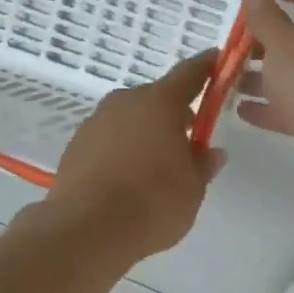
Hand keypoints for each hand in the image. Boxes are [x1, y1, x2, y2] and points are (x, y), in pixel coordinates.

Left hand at [42, 51, 225, 259]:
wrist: (87, 230)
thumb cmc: (153, 203)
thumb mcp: (193, 189)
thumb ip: (203, 165)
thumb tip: (211, 152)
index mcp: (160, 103)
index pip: (190, 73)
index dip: (207, 67)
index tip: (217, 62)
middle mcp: (125, 102)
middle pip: (156, 99)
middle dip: (174, 114)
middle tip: (190, 140)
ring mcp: (95, 123)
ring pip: (130, 120)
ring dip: (146, 133)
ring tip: (157, 167)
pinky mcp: (75, 147)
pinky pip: (109, 140)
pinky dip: (122, 151)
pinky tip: (130, 180)